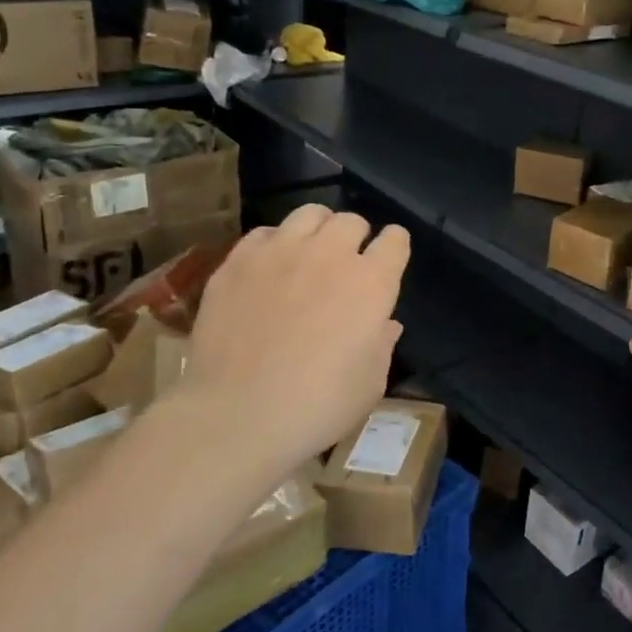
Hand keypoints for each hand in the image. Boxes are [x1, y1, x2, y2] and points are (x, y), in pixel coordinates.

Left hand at [174, 205, 409, 481]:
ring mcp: (279, 253)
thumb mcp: (370, 385)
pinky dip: (275, 243)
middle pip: (351, 221)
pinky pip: (264, 233)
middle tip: (347, 263)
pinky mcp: (237, 262)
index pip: (395, 240)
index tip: (389, 259)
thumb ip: (382, 345)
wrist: (236, 417)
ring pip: (309, 214)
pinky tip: (269, 268)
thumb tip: (385, 324)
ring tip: (310, 252)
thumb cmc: (317, 408)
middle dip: (356, 237)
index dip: (394, 247)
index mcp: (371, 283)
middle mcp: (329, 255)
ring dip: (318, 229)